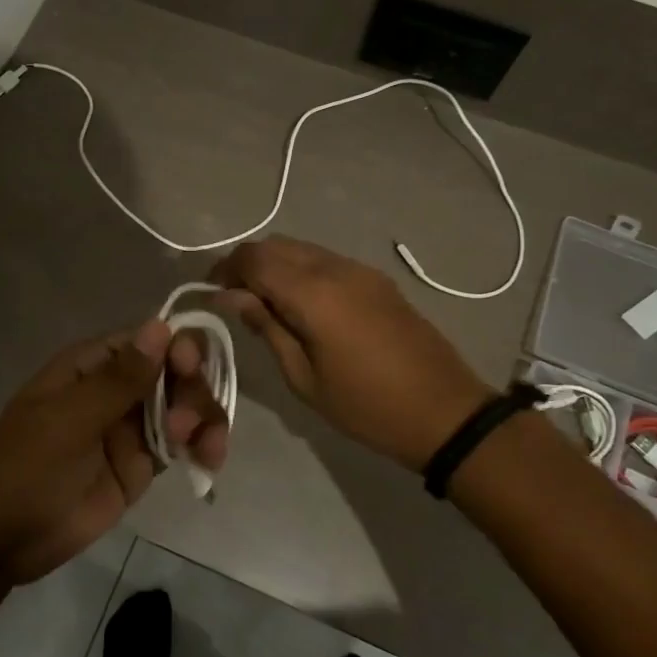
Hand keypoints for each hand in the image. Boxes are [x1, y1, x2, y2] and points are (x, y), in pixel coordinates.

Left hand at [0, 320, 229, 585]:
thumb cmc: (22, 469)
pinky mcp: (140, 465)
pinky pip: (181, 444)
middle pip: (176, 371)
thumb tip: (161, 326)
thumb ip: (119, 380)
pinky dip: (202, 446)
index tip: (188, 369)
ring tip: (207, 450)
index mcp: (92, 366)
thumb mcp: (68, 422)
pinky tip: (210, 460)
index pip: (149, 339)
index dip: (178, 346)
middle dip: (193, 390)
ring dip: (205, 418)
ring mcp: (130, 427)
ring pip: (185, 406)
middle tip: (184, 426)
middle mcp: (117, 388)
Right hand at [211, 236, 490, 471]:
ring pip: (302, 249)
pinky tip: (300, 304)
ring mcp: (360, 270)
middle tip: (232, 297)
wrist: (445, 411)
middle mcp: (335, 268)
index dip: (226, 269)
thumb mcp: (303, 377)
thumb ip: (266, 328)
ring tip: (263, 302)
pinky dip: (301, 270)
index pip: (255, 259)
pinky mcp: (377, 280)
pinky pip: (326, 260)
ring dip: (275, 265)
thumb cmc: (366, 405)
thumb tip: (231, 297)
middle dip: (247, 264)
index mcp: (313, 293)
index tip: (211, 293)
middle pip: (277, 245)